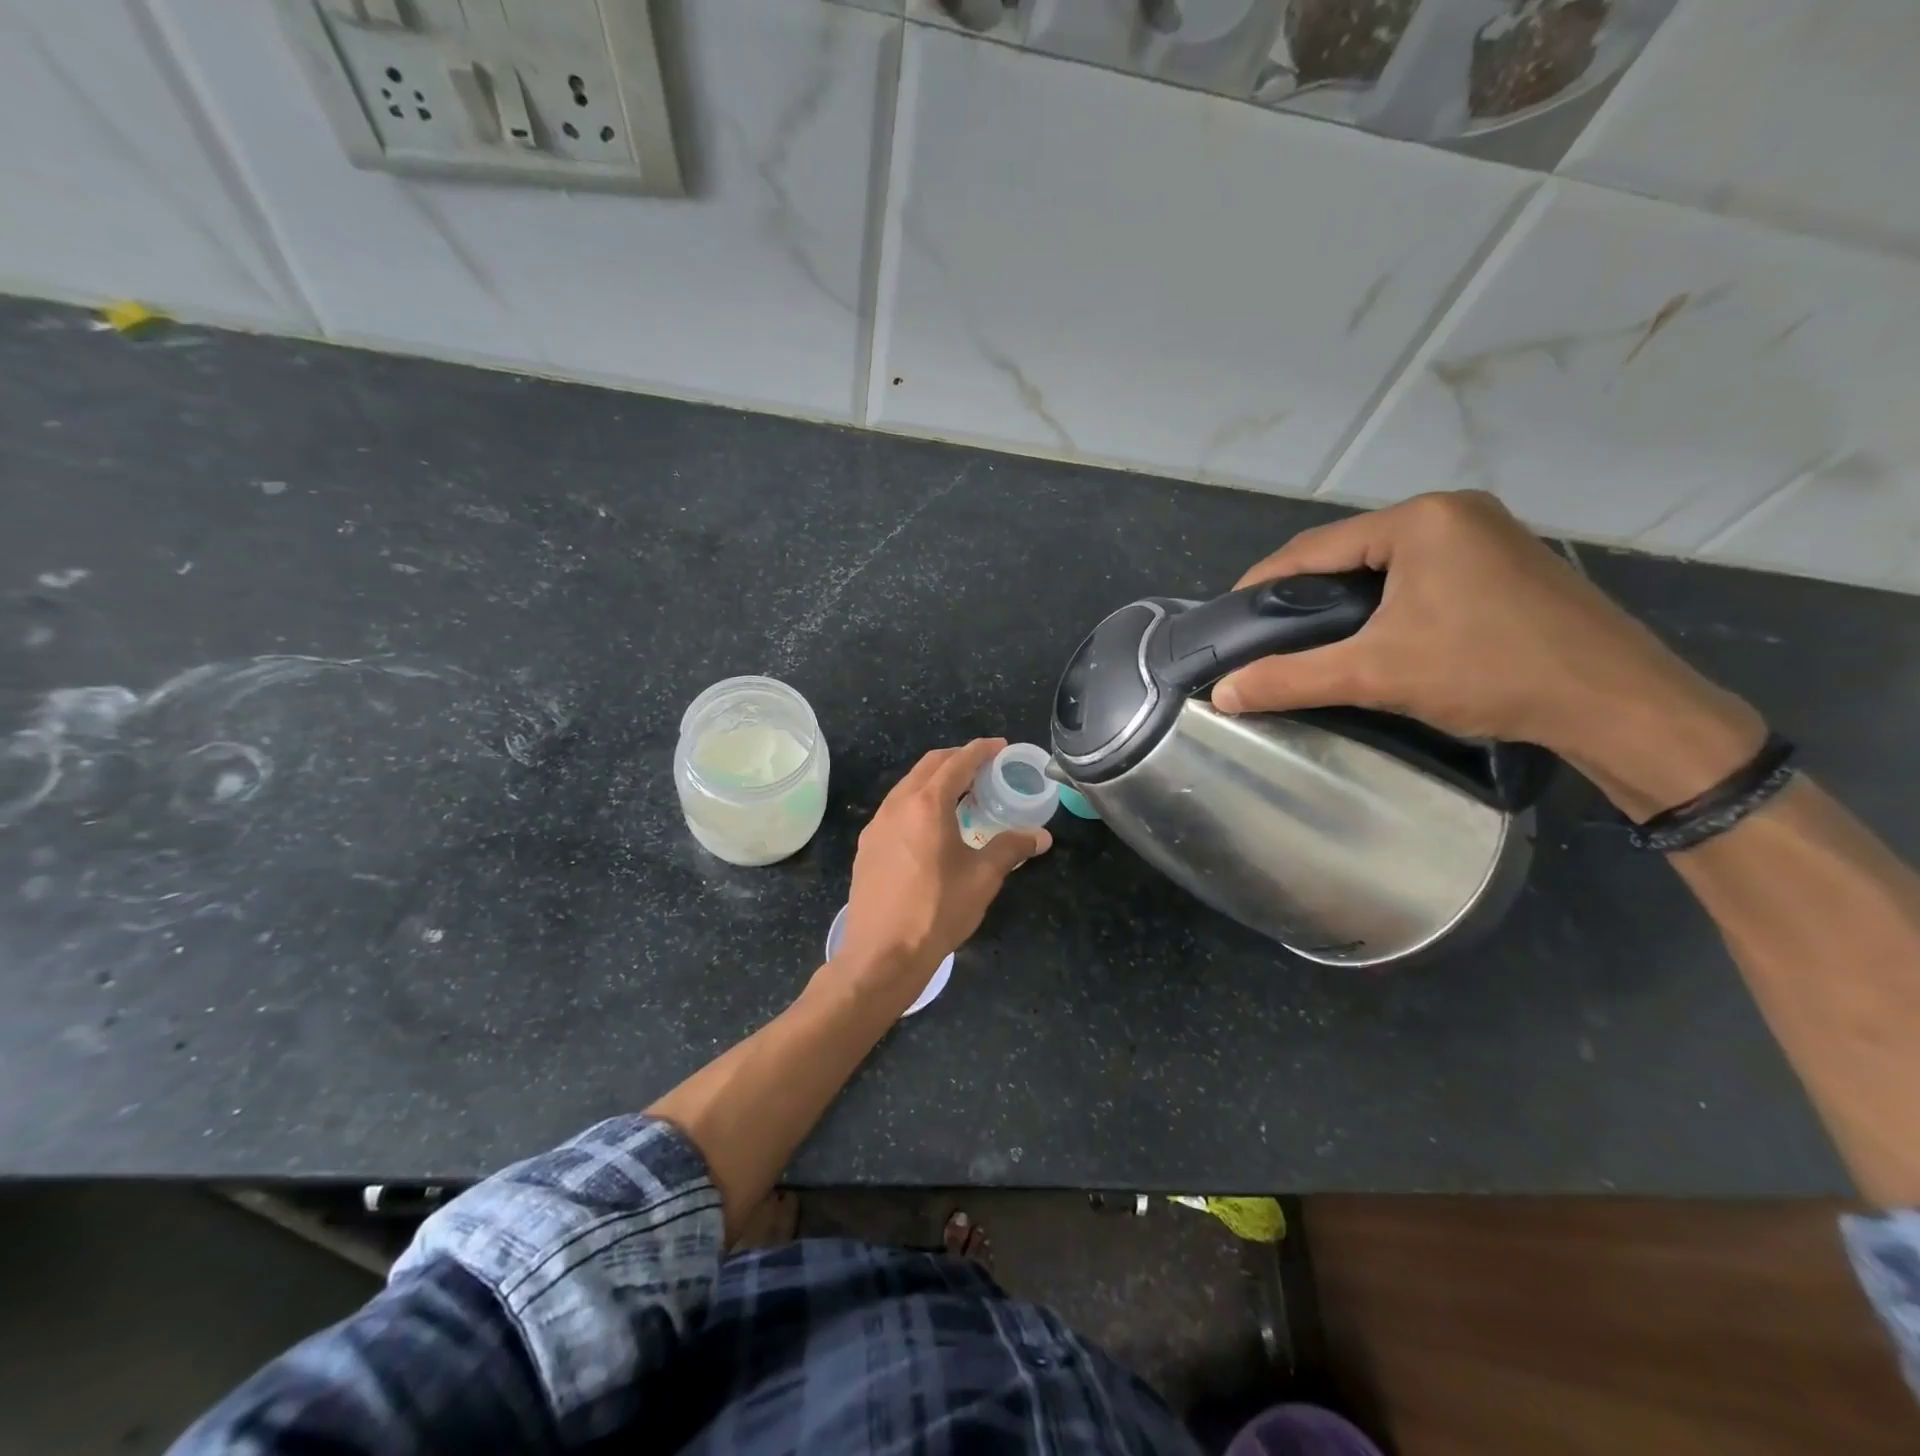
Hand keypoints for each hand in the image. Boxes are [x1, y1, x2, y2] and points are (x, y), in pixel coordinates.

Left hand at [833, 738, 1050, 1004]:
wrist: (881, 954)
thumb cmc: (937, 910)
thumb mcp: (982, 878)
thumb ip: (1011, 848)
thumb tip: (1041, 836)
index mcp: (927, 804)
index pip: (957, 762)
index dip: (981, 750)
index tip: (1000, 746)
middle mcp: (897, 805)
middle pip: (928, 766)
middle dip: (957, 759)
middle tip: (984, 766)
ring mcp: (877, 825)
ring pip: (908, 786)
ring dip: (935, 780)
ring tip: (961, 794)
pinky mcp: (867, 846)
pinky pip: (895, 809)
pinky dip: (918, 802)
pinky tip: (931, 826)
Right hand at [1211, 491, 1764, 817]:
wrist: (1617, 704)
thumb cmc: (1489, 671)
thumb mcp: (1375, 674)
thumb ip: (1290, 678)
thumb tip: (1222, 693)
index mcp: (1420, 520)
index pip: (1314, 546)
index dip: (1264, 582)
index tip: (1231, 616)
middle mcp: (1453, 512)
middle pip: (1349, 550)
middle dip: (1304, 591)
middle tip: (1268, 633)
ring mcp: (1487, 534)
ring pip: (1386, 562)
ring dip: (1343, 597)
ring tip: (1312, 637)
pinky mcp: (1506, 564)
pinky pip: (1422, 573)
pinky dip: (1385, 600)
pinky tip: (1374, 632)